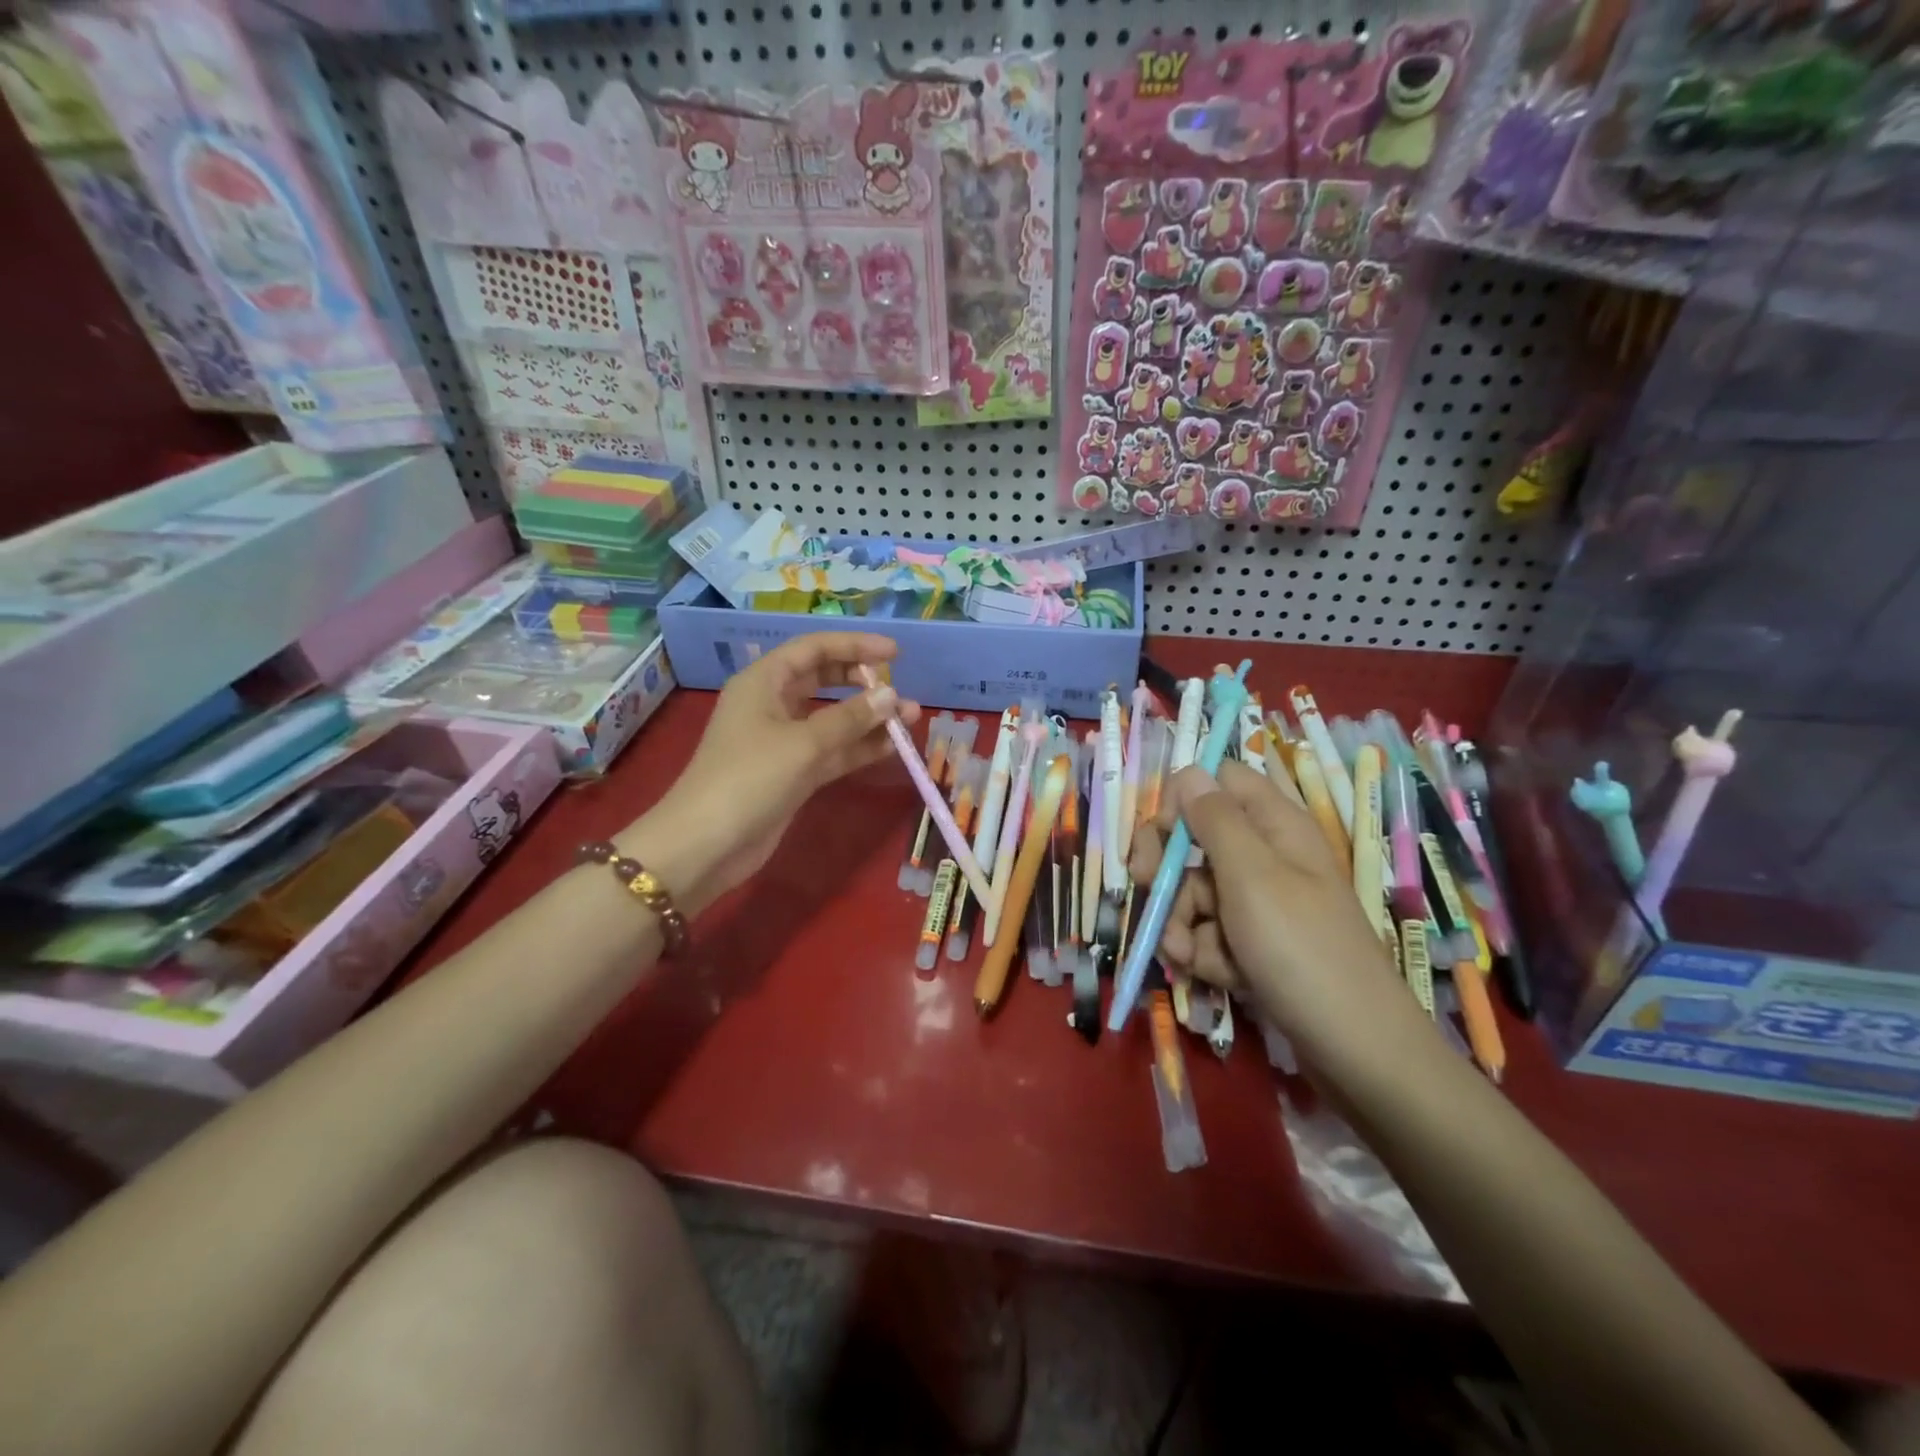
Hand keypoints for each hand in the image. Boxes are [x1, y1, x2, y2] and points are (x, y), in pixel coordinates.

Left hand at [629, 632, 920, 913]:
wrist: (705, 846)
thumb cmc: (748, 779)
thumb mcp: (803, 743)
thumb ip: (851, 718)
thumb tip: (892, 696)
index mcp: (763, 682)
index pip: (814, 649)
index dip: (854, 645)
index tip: (895, 653)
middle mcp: (772, 704)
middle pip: (823, 680)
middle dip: (864, 682)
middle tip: (901, 689)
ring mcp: (783, 741)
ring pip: (833, 719)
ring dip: (869, 719)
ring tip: (911, 720)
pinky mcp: (792, 774)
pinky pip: (833, 751)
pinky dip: (859, 748)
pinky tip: (893, 748)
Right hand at [1127, 760, 1412, 1064]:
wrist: (1354, 1049)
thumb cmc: (1301, 950)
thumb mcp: (1251, 876)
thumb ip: (1214, 820)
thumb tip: (1188, 771)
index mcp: (1274, 824)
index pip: (1218, 781)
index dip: (1183, 800)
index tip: (1166, 835)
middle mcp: (1266, 855)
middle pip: (1195, 838)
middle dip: (1168, 869)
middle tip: (1152, 889)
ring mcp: (1259, 903)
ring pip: (1194, 892)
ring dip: (1180, 921)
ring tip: (1189, 956)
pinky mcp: (1253, 942)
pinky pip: (1209, 931)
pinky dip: (1203, 951)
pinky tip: (1215, 975)